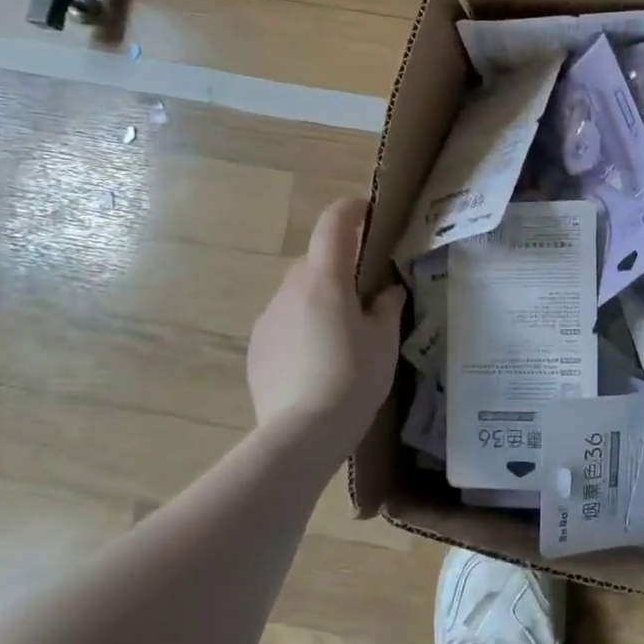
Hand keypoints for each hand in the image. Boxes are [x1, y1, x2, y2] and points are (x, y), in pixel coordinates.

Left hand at [247, 198, 405, 459]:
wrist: (301, 433)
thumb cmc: (353, 378)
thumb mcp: (384, 341)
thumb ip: (387, 307)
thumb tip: (387, 291)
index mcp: (325, 280)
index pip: (334, 225)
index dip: (351, 210)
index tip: (368, 210)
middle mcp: (289, 290)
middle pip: (316, 262)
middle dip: (340, 267)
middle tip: (367, 294)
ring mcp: (267, 318)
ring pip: (298, 293)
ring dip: (320, 299)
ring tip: (343, 335)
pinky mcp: (256, 347)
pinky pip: (284, 322)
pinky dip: (302, 326)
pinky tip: (318, 360)